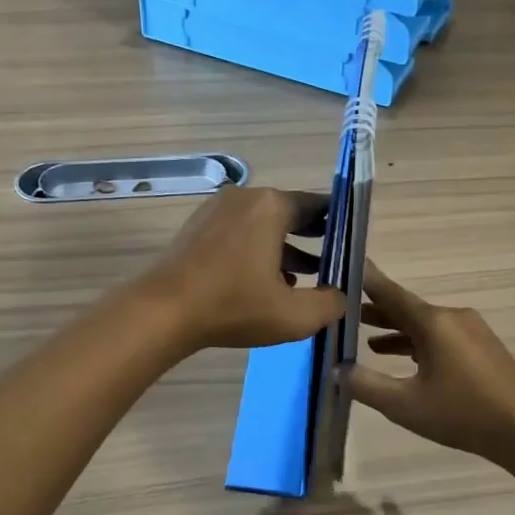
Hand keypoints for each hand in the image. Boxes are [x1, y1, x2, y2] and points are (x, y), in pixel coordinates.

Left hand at [138, 186, 345, 350]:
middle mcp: (245, 198)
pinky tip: (263, 283)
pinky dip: (255, 251)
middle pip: (289, 214)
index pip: (317, 206)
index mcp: (271, 206)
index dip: (339, 226)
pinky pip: (238, 234)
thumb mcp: (294, 316)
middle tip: (332, 262)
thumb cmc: (233, 306)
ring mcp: (216, 210)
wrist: (163, 312)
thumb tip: (340, 296)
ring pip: (262, 226)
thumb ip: (330, 304)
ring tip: (301, 280)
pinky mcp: (197, 228)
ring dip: (283, 249)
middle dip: (312, 239)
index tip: (352, 245)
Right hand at [348, 263, 514, 461]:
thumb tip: (336, 370)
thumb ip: (366, 385)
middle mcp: (452, 317)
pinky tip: (408, 360)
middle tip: (345, 311)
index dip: (366, 280)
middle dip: (377, 311)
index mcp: (433, 322)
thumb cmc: (462, 413)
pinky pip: (442, 337)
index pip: (390, 293)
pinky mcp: (482, 348)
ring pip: (425, 325)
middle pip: (407, 309)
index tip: (346, 264)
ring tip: (370, 343)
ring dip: (398, 332)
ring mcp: (471, 331)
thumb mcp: (404, 405)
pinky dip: (419, 344)